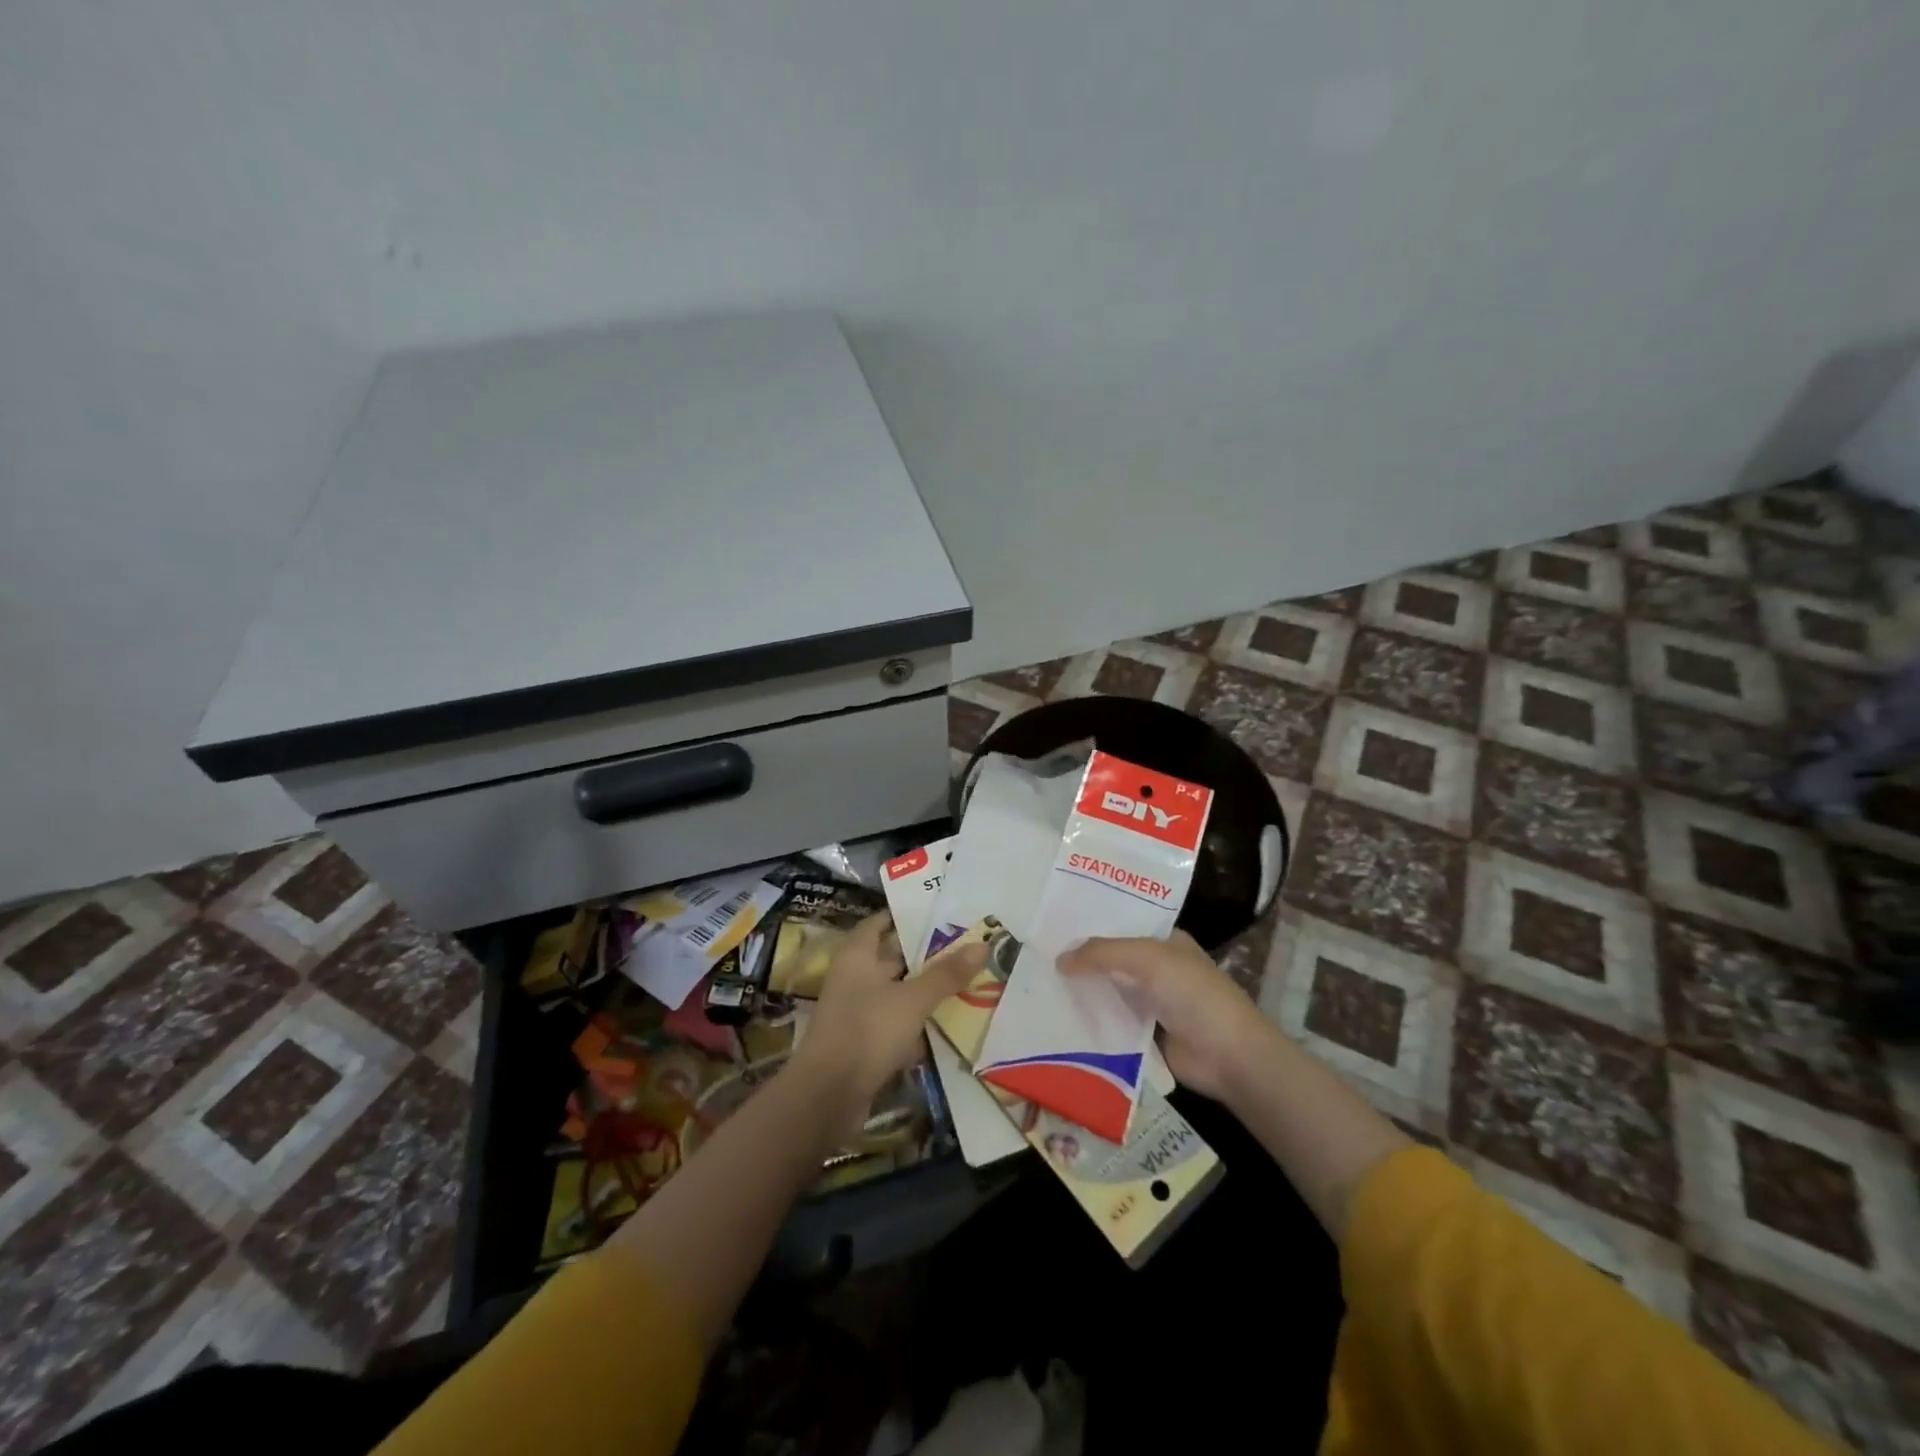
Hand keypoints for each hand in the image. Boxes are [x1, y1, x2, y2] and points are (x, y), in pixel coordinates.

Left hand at [794, 912, 986, 1110]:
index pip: (879, 923)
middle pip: (891, 958)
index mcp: (857, 956)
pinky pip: (896, 1024)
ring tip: (965, 979)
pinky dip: (917, 1023)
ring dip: (924, 990)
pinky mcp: (864, 1044)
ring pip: (896, 993)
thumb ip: (946, 974)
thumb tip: (983, 944)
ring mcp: (857, 1013)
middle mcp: (854, 979)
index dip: (904, 915)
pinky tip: (946, 1023)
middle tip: (964, 945)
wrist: (826, 1098)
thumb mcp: (912, 999)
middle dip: (924, 954)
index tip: (938, 911)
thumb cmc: (866, 1032)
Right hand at [1058, 930, 1272, 1101]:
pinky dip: (1091, 1022)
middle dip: (1081, 961)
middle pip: (1112, 961)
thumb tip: (1059, 960)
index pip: (1121, 927)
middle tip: (1038, 960)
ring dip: (1083, 993)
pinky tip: (1059, 1020)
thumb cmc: (1192, 994)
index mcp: (1165, 942)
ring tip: (1039, 988)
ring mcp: (1152, 1003)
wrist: (1228, 1056)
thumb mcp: (1147, 959)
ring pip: (1109, 993)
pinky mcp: (1145, 1036)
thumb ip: (1102, 954)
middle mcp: (1157, 969)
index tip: (1052, 928)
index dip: (1091, 927)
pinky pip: (1111, 1024)